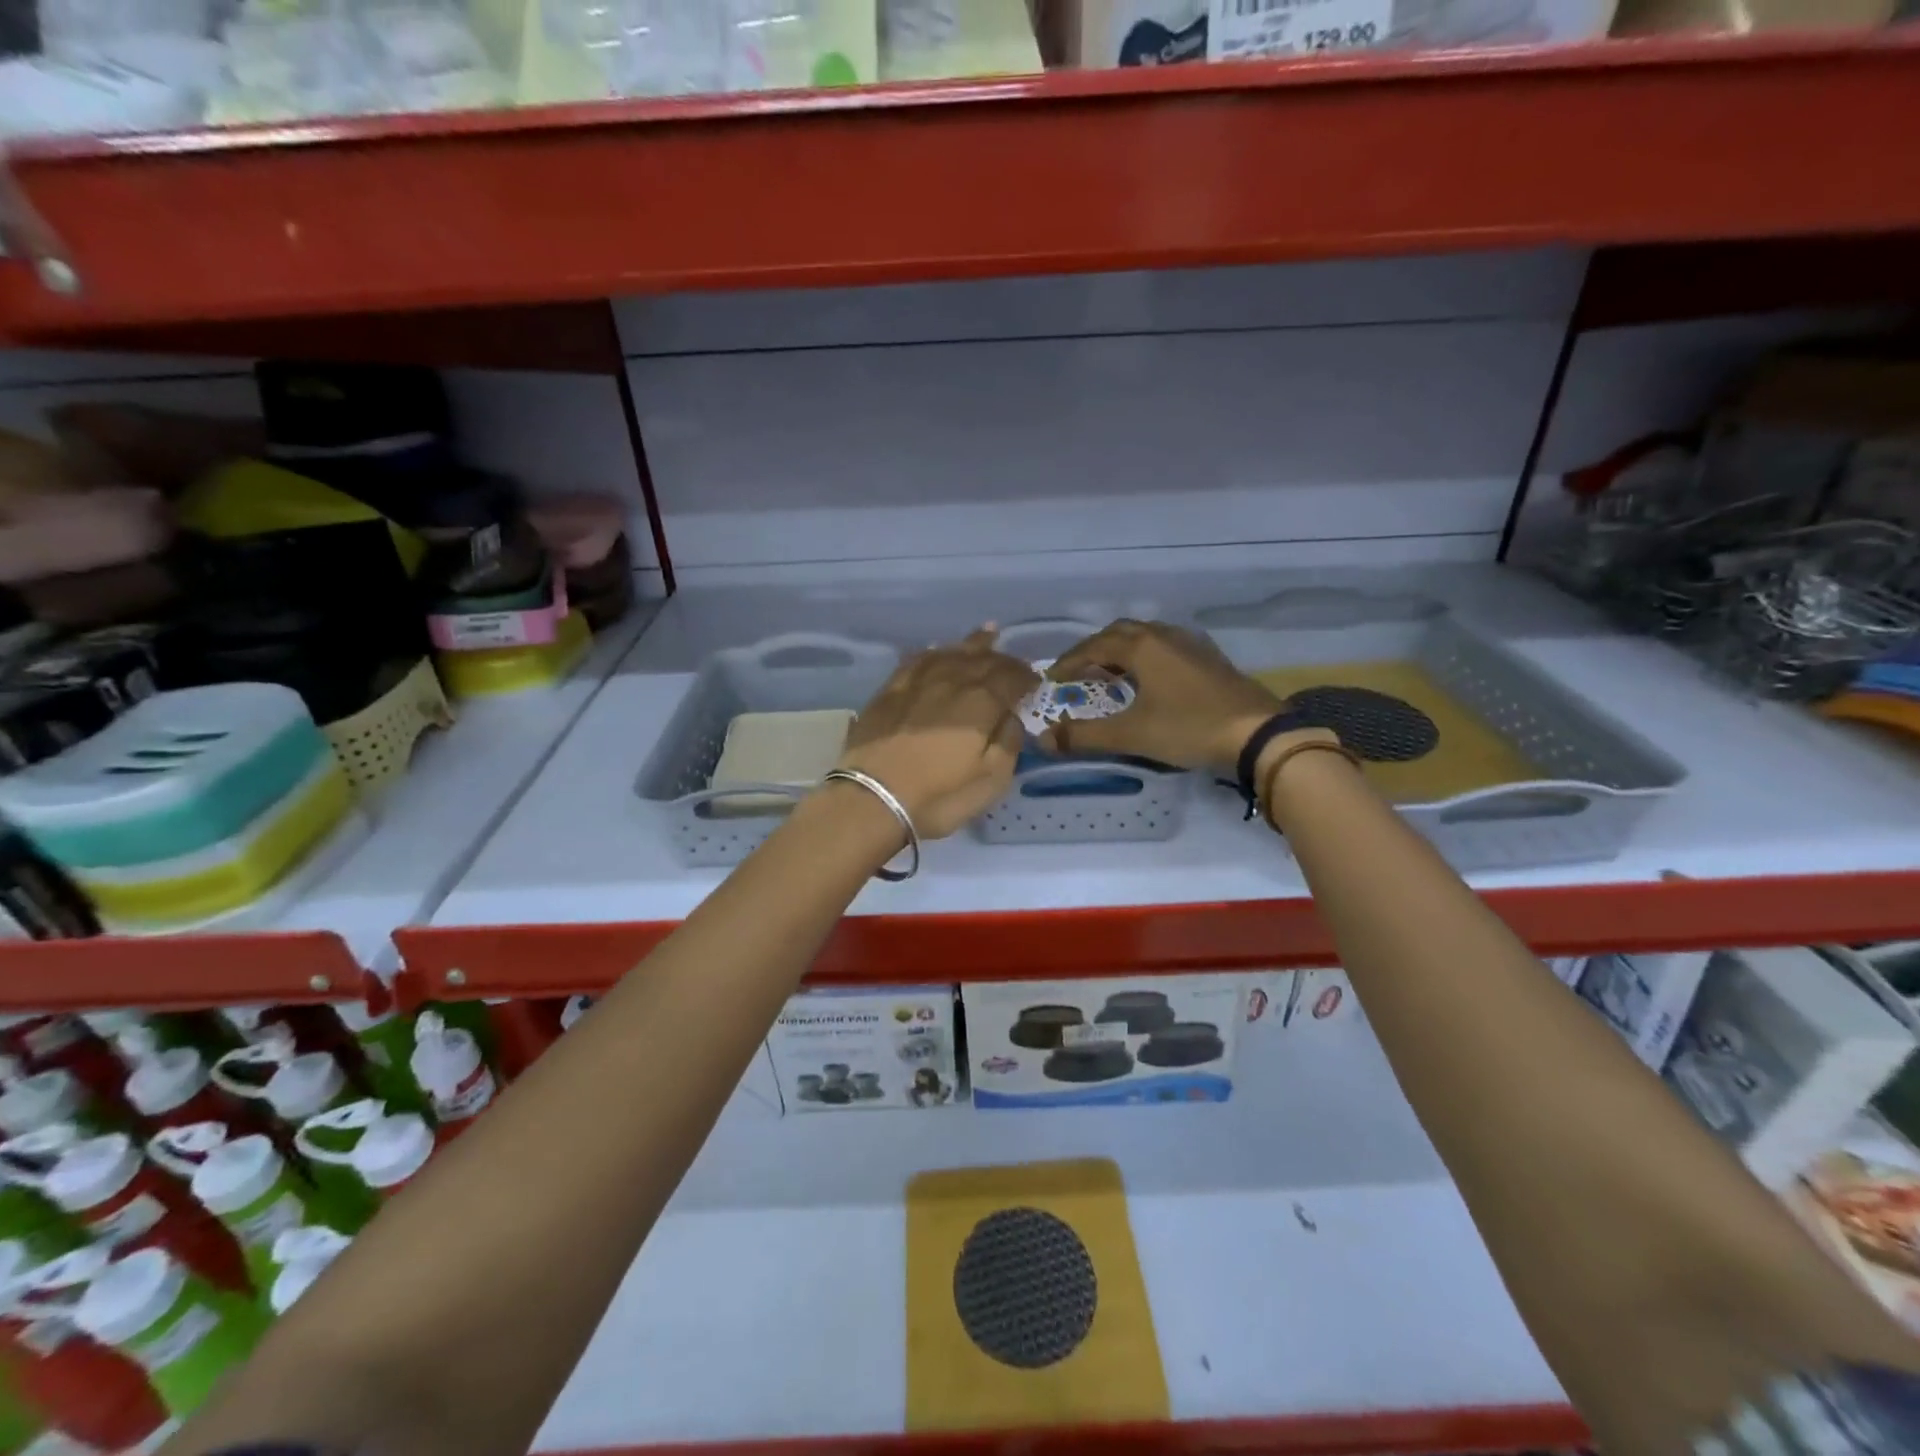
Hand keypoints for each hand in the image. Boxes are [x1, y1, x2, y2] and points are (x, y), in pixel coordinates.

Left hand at [835, 628, 1038, 838]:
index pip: (1011, 678)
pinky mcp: (889, 692)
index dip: (1025, 677)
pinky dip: (932, 653)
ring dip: (971, 645)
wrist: (873, 798)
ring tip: (986, 634)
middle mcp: (951, 681)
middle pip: (982, 660)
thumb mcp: (992, 780)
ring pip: (950, 653)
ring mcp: (916, 683)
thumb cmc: (939, 796)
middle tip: (1014, 663)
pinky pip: (916, 661)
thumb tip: (1012, 717)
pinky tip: (936, 651)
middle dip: (1003, 659)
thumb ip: (1009, 743)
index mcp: (981, 702)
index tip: (1035, 682)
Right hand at [1041, 619, 1282, 773]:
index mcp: (1141, 647)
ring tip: (1110, 675)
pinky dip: (1146, 657)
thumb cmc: (1188, 728)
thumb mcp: (1131, 734)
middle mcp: (1163, 636)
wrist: (1257, 734)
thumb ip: (1084, 736)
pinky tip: (1150, 680)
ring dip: (1121, 651)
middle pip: (1119, 633)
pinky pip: (1166, 646)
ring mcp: (1190, 644)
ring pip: (1145, 636)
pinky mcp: (1209, 658)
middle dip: (1093, 650)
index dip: (1069, 663)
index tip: (1052, 680)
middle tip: (1079, 674)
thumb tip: (1044, 739)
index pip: (1093, 647)